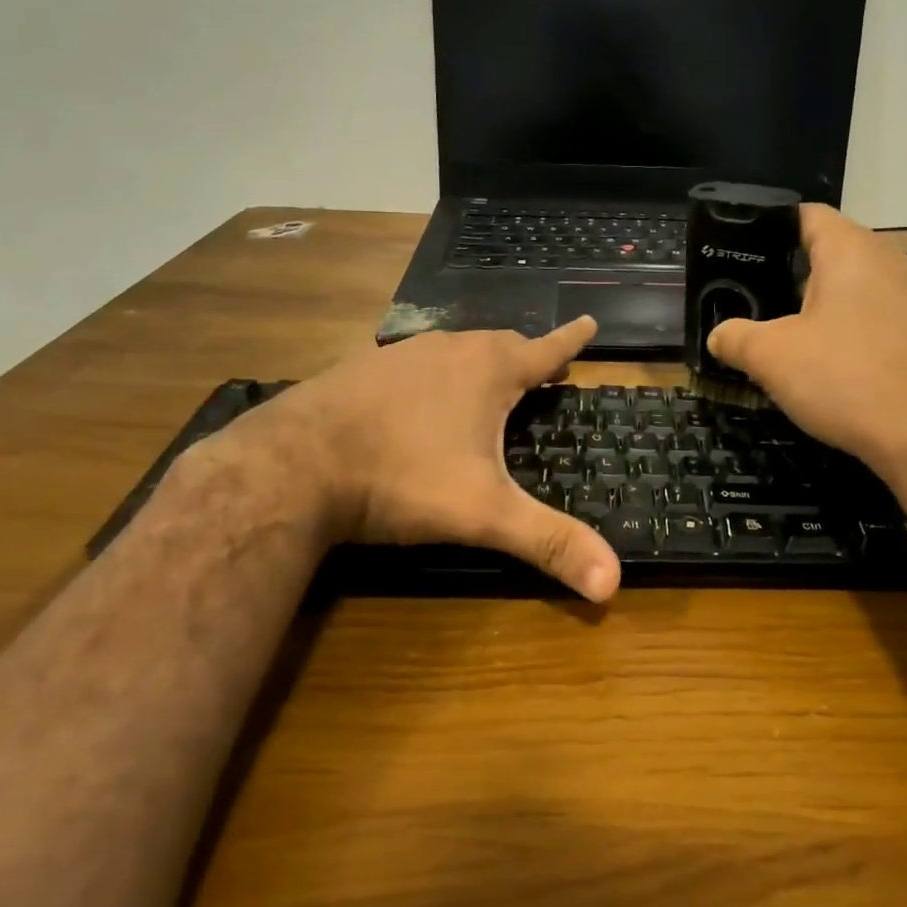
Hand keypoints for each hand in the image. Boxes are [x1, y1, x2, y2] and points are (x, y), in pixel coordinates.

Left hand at [205, 318, 620, 601]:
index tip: (588, 322)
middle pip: (499, 344)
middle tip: (543, 370)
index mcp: (487, 372)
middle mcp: (447, 351)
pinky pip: (412, 365)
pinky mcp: (359, 371)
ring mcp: (398, 356)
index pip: (543, 349)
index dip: (570, 340)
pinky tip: (418, 401)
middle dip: (525, 355)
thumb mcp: (483, 514)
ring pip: (453, 351)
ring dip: (477, 363)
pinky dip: (432, 376)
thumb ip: (548, 542)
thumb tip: (613, 585)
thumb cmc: (401, 478)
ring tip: (486, 383)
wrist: (292, 465)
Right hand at [707, 206, 906, 477]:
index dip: (768, 227)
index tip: (738, 251)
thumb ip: (735, 338)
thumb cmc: (845, 377)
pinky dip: (844, 330)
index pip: (806, 214)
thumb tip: (718, 335)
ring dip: (816, 306)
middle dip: (787, 272)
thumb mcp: (771, 357)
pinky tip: (823, 361)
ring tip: (779, 329)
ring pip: (851, 287)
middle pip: (828, 251)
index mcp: (850, 249)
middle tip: (749, 296)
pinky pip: (872, 316)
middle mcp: (887, 261)